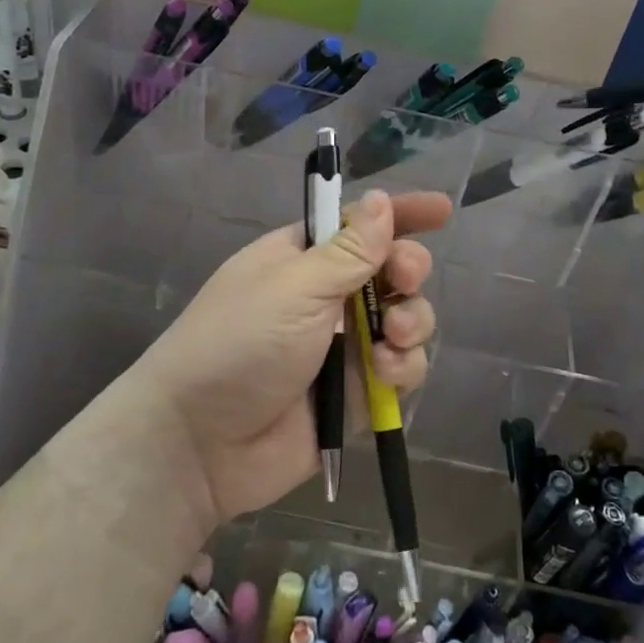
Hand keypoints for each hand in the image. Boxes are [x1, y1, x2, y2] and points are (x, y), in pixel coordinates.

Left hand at [136, 188, 450, 531]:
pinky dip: (403, 367)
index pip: (361, 225)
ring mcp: (345, 346)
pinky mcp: (358, 392)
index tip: (442, 211)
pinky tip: (386, 373)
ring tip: (393, 338)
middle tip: (405, 280)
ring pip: (405, 320)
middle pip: (392, 271)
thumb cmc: (240, 342)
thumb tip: (381, 200)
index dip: (401, 214)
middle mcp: (329, 297)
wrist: (201, 442)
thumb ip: (349, 250)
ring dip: (412, 322)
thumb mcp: (295, 287)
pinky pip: (401, 369)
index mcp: (305, 259)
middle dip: (409, 270)